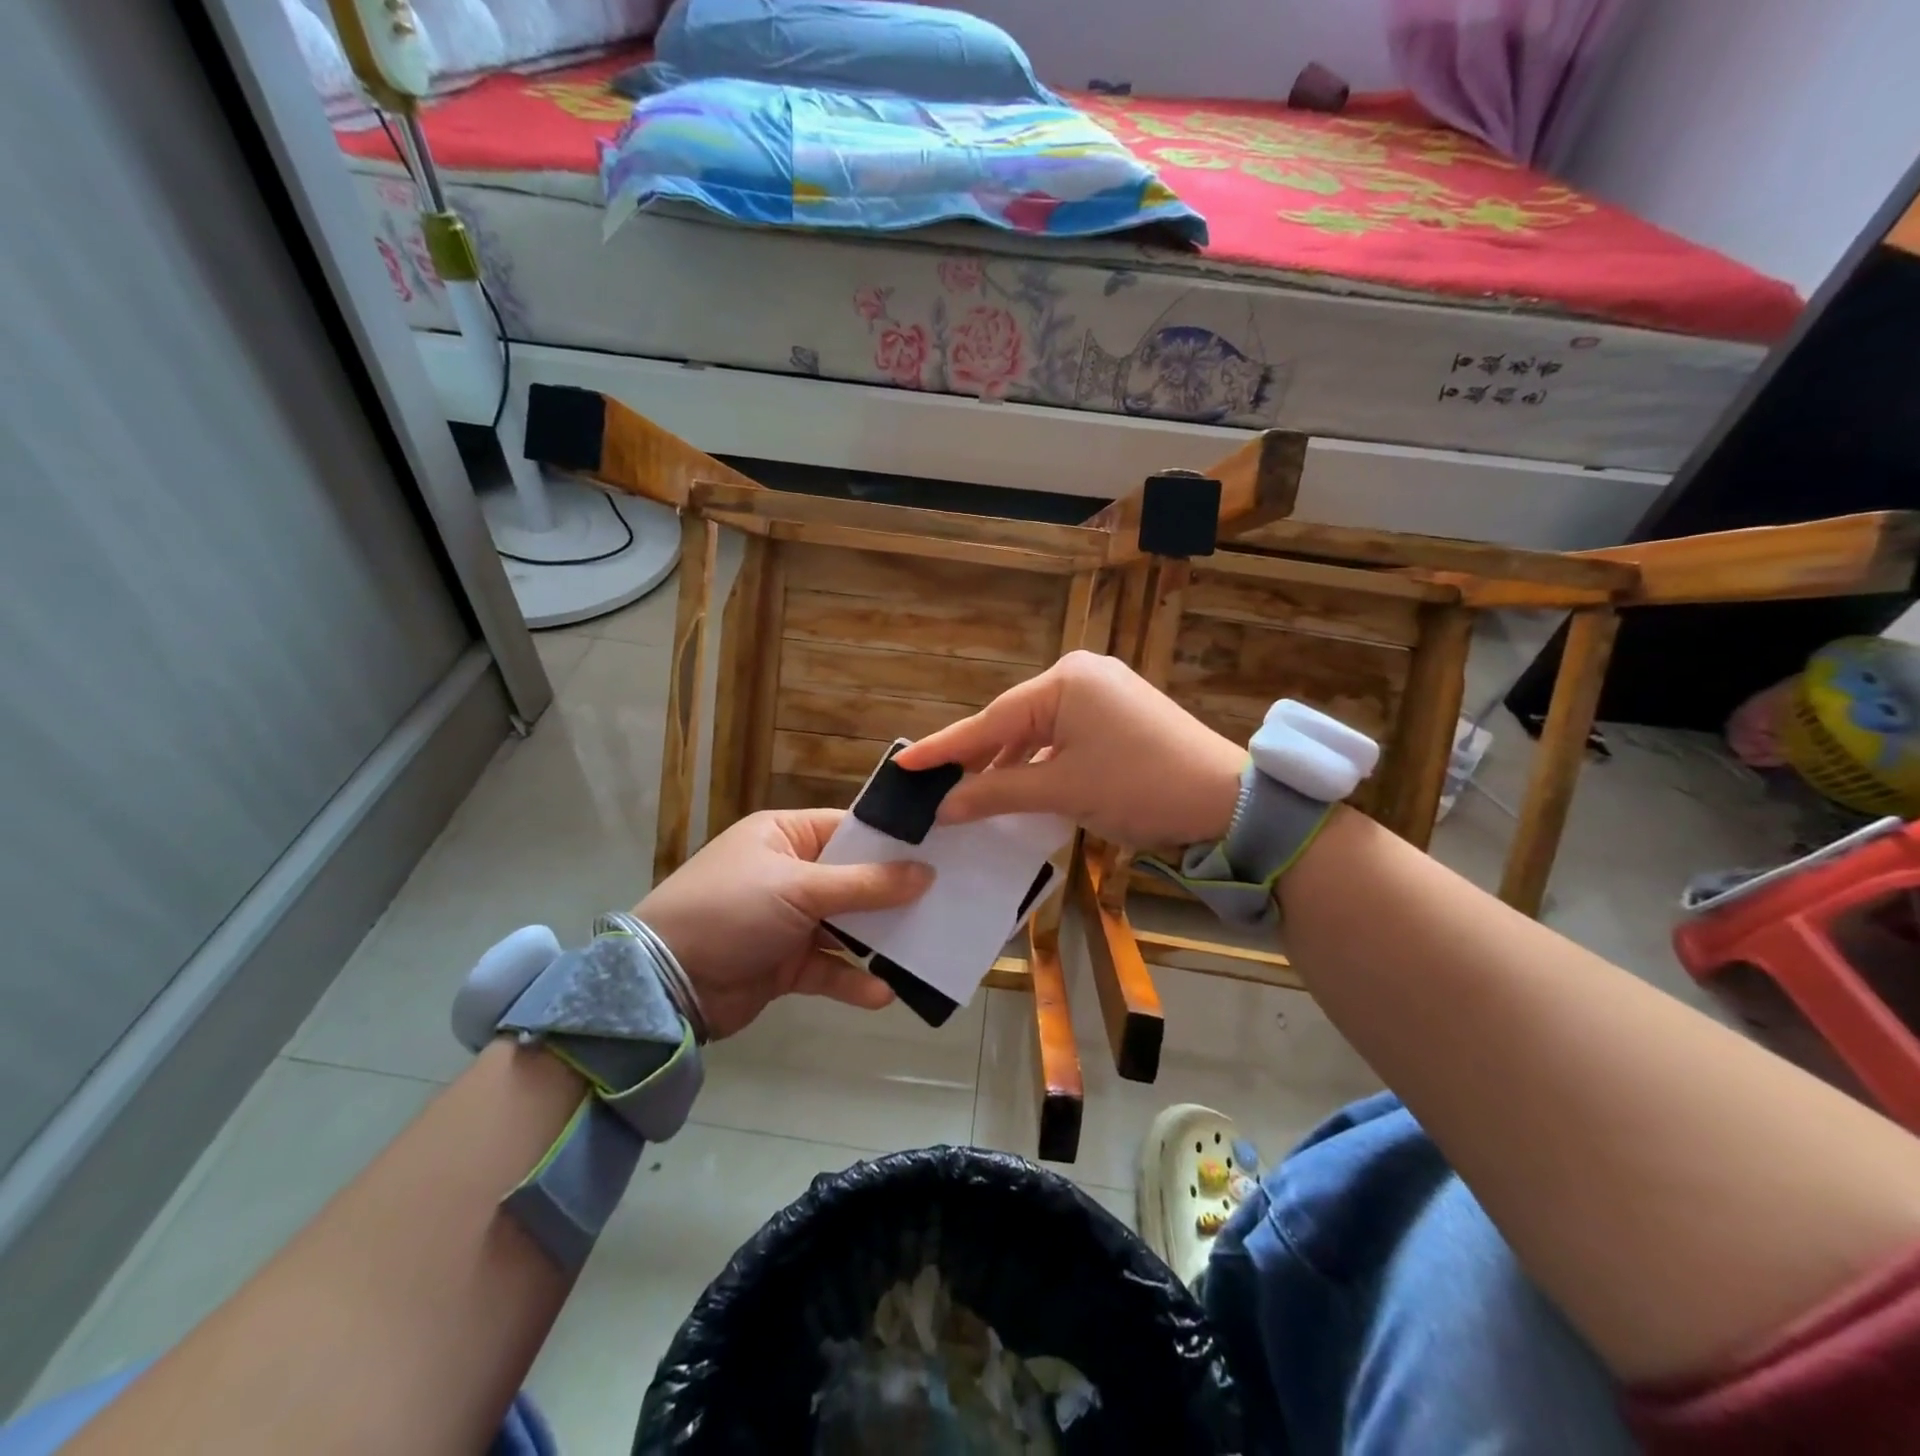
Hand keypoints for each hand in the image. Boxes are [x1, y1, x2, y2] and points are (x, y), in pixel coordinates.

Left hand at [634, 809, 931, 1038]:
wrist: (662, 985)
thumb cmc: (731, 911)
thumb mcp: (798, 889)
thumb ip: (865, 885)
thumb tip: (926, 874)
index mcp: (785, 836)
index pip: (849, 830)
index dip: (893, 841)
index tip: (941, 851)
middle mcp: (790, 873)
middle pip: (854, 879)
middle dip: (894, 894)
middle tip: (947, 899)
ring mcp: (788, 920)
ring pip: (846, 926)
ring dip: (879, 940)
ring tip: (926, 948)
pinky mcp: (785, 964)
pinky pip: (829, 968)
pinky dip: (852, 980)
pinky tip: (883, 994)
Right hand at [893, 651, 1245, 846]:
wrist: (1225, 801)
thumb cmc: (1139, 787)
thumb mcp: (1061, 790)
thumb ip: (996, 792)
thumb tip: (943, 806)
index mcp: (1065, 681)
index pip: (991, 720)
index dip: (945, 747)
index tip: (902, 763)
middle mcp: (1080, 675)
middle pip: (1012, 722)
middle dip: (976, 757)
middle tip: (932, 785)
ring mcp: (1101, 692)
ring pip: (1037, 731)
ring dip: (1008, 764)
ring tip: (968, 793)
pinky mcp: (1116, 714)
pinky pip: (1062, 736)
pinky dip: (1038, 762)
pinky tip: (1017, 784)